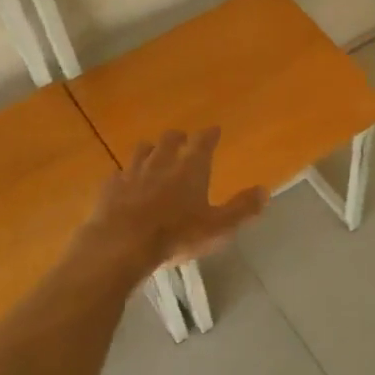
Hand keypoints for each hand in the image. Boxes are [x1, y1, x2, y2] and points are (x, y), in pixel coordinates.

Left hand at [84, 128, 267, 272]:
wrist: (122, 244)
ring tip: (153, 153)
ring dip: (150, 150)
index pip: (203, 142)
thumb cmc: (176, 235)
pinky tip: (124, 182)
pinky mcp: (110, 188)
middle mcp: (161, 162)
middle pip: (169, 140)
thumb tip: (265, 191)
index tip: (214, 129)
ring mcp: (132, 173)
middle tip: (182, 139)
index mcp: (191, 168)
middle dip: (178, 137)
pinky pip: (118, 174)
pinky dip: (125, 175)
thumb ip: (242, 209)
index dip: (210, 135)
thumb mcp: (218, 227)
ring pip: (142, 151)